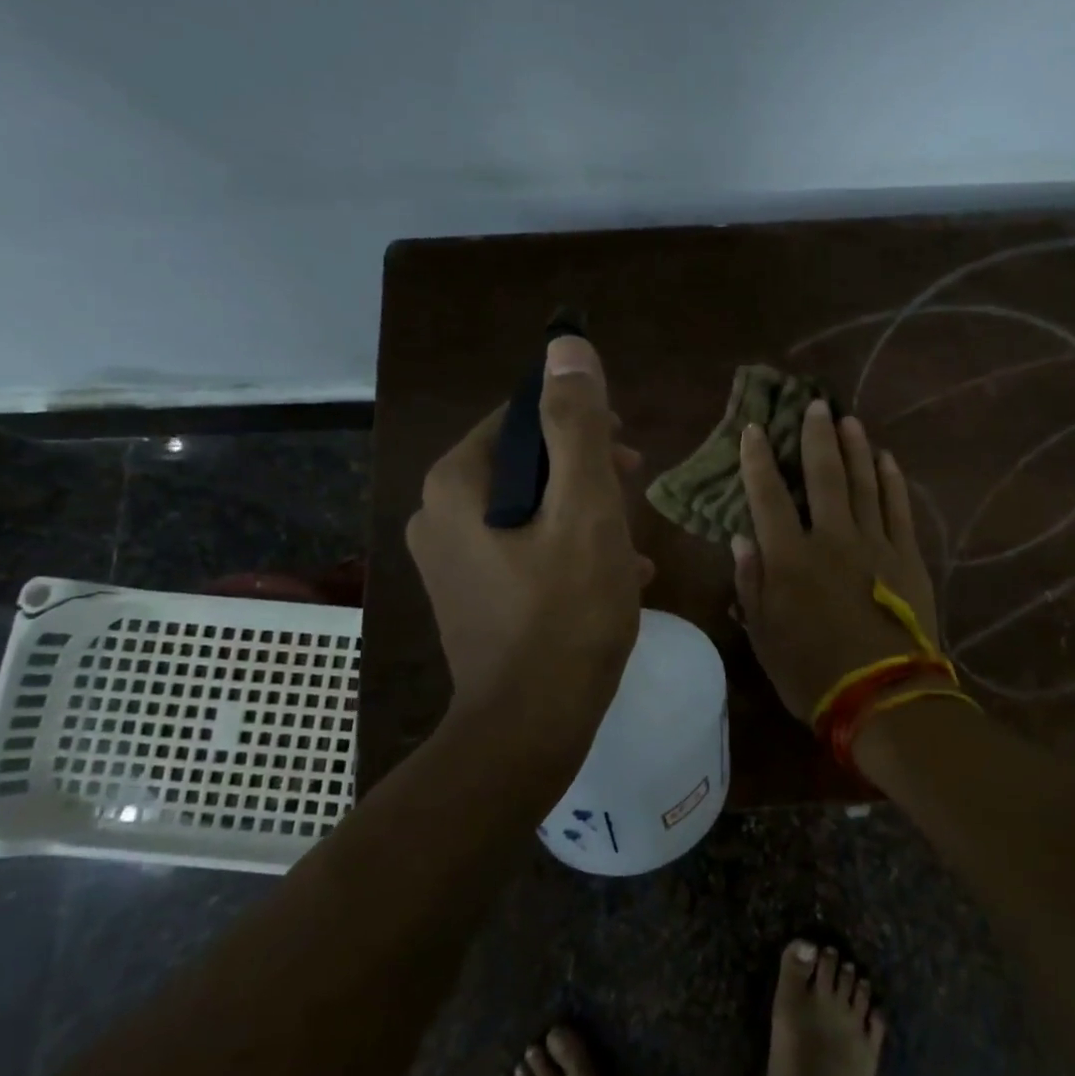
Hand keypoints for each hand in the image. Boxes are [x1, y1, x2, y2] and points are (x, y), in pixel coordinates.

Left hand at [405, 336, 652, 751]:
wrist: (530, 728)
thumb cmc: (566, 612)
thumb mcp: (586, 509)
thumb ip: (578, 426)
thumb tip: (566, 348)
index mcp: (457, 483)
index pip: (520, 416)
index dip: (579, 421)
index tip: (626, 448)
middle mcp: (438, 514)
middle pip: (525, 464)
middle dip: (586, 470)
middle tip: (636, 487)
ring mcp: (450, 560)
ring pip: (530, 509)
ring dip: (585, 512)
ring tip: (634, 537)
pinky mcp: (470, 596)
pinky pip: (524, 550)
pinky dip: (568, 550)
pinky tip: (619, 574)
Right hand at [733, 400, 938, 724]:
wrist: (884, 698)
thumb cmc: (812, 673)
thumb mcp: (764, 636)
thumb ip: (751, 584)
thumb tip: (741, 538)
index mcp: (790, 559)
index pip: (768, 497)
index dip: (758, 460)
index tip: (754, 429)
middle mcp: (832, 540)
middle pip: (823, 476)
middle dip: (816, 438)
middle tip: (815, 405)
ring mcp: (875, 545)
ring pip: (864, 484)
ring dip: (855, 449)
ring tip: (848, 420)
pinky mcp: (908, 558)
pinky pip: (899, 509)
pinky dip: (892, 482)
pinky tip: (887, 459)